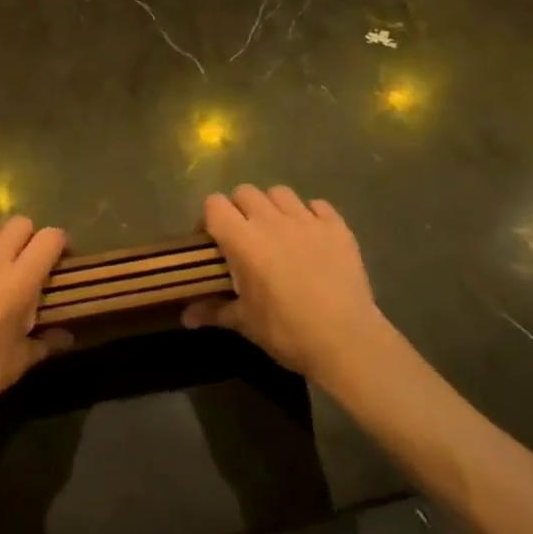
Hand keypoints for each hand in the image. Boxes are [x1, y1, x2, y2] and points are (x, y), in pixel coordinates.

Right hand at [183, 185, 390, 386]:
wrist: (347, 341)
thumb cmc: (288, 332)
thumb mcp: (246, 324)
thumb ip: (214, 311)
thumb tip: (185, 317)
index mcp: (244, 240)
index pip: (214, 204)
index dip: (210, 218)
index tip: (214, 240)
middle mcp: (272, 220)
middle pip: (245, 192)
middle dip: (240, 209)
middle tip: (246, 236)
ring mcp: (307, 220)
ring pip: (280, 192)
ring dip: (273, 207)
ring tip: (279, 232)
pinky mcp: (337, 226)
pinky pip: (318, 205)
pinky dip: (311, 215)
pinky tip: (312, 237)